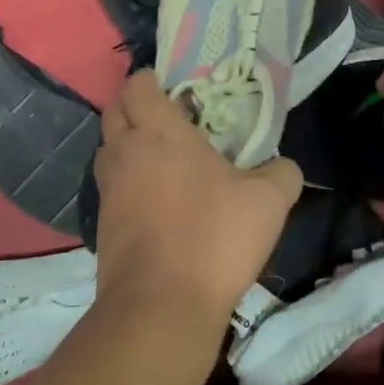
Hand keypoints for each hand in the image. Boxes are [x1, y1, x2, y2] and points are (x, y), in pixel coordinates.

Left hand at [93, 70, 301, 330]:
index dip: (151, 80)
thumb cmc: (214, 237)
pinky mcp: (102, 225)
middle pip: (114, 112)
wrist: (162, 304)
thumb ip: (280, 173)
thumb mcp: (269, 201)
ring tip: (162, 160)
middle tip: (169, 120)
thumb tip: (282, 166)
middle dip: (135, 107)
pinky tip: (156, 202)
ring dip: (128, 146)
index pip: (137, 86)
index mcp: (158, 132)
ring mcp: (107, 190)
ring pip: (108, 151)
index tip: (175, 89)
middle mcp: (124, 152)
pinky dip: (127, 184)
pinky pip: (111, 188)